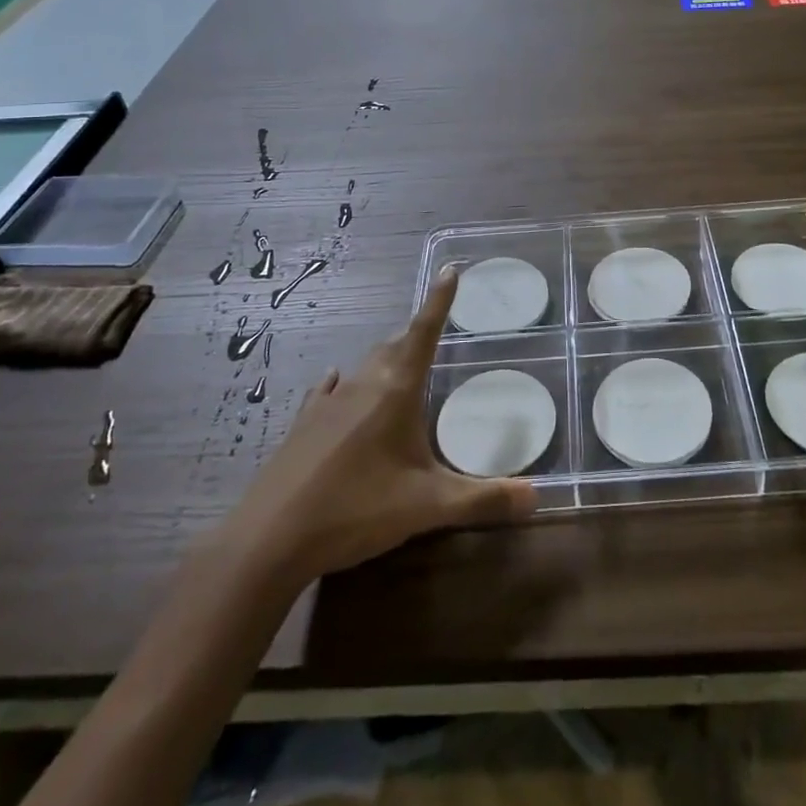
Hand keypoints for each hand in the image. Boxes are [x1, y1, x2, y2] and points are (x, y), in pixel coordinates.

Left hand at [223, 267, 537, 580]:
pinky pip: (331, 390)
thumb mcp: (427, 507)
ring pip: (365, 366)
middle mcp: (362, 384)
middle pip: (394, 346)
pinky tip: (338, 383)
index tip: (451, 268)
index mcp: (396, 390)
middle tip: (435, 333)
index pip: (424, 331)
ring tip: (400, 366)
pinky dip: (345, 383)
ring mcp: (328, 401)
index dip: (440, 300)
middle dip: (416, 335)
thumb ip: (483, 499)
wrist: (270, 538)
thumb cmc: (357, 510)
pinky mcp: (303, 423)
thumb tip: (536, 497)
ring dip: (386, 360)